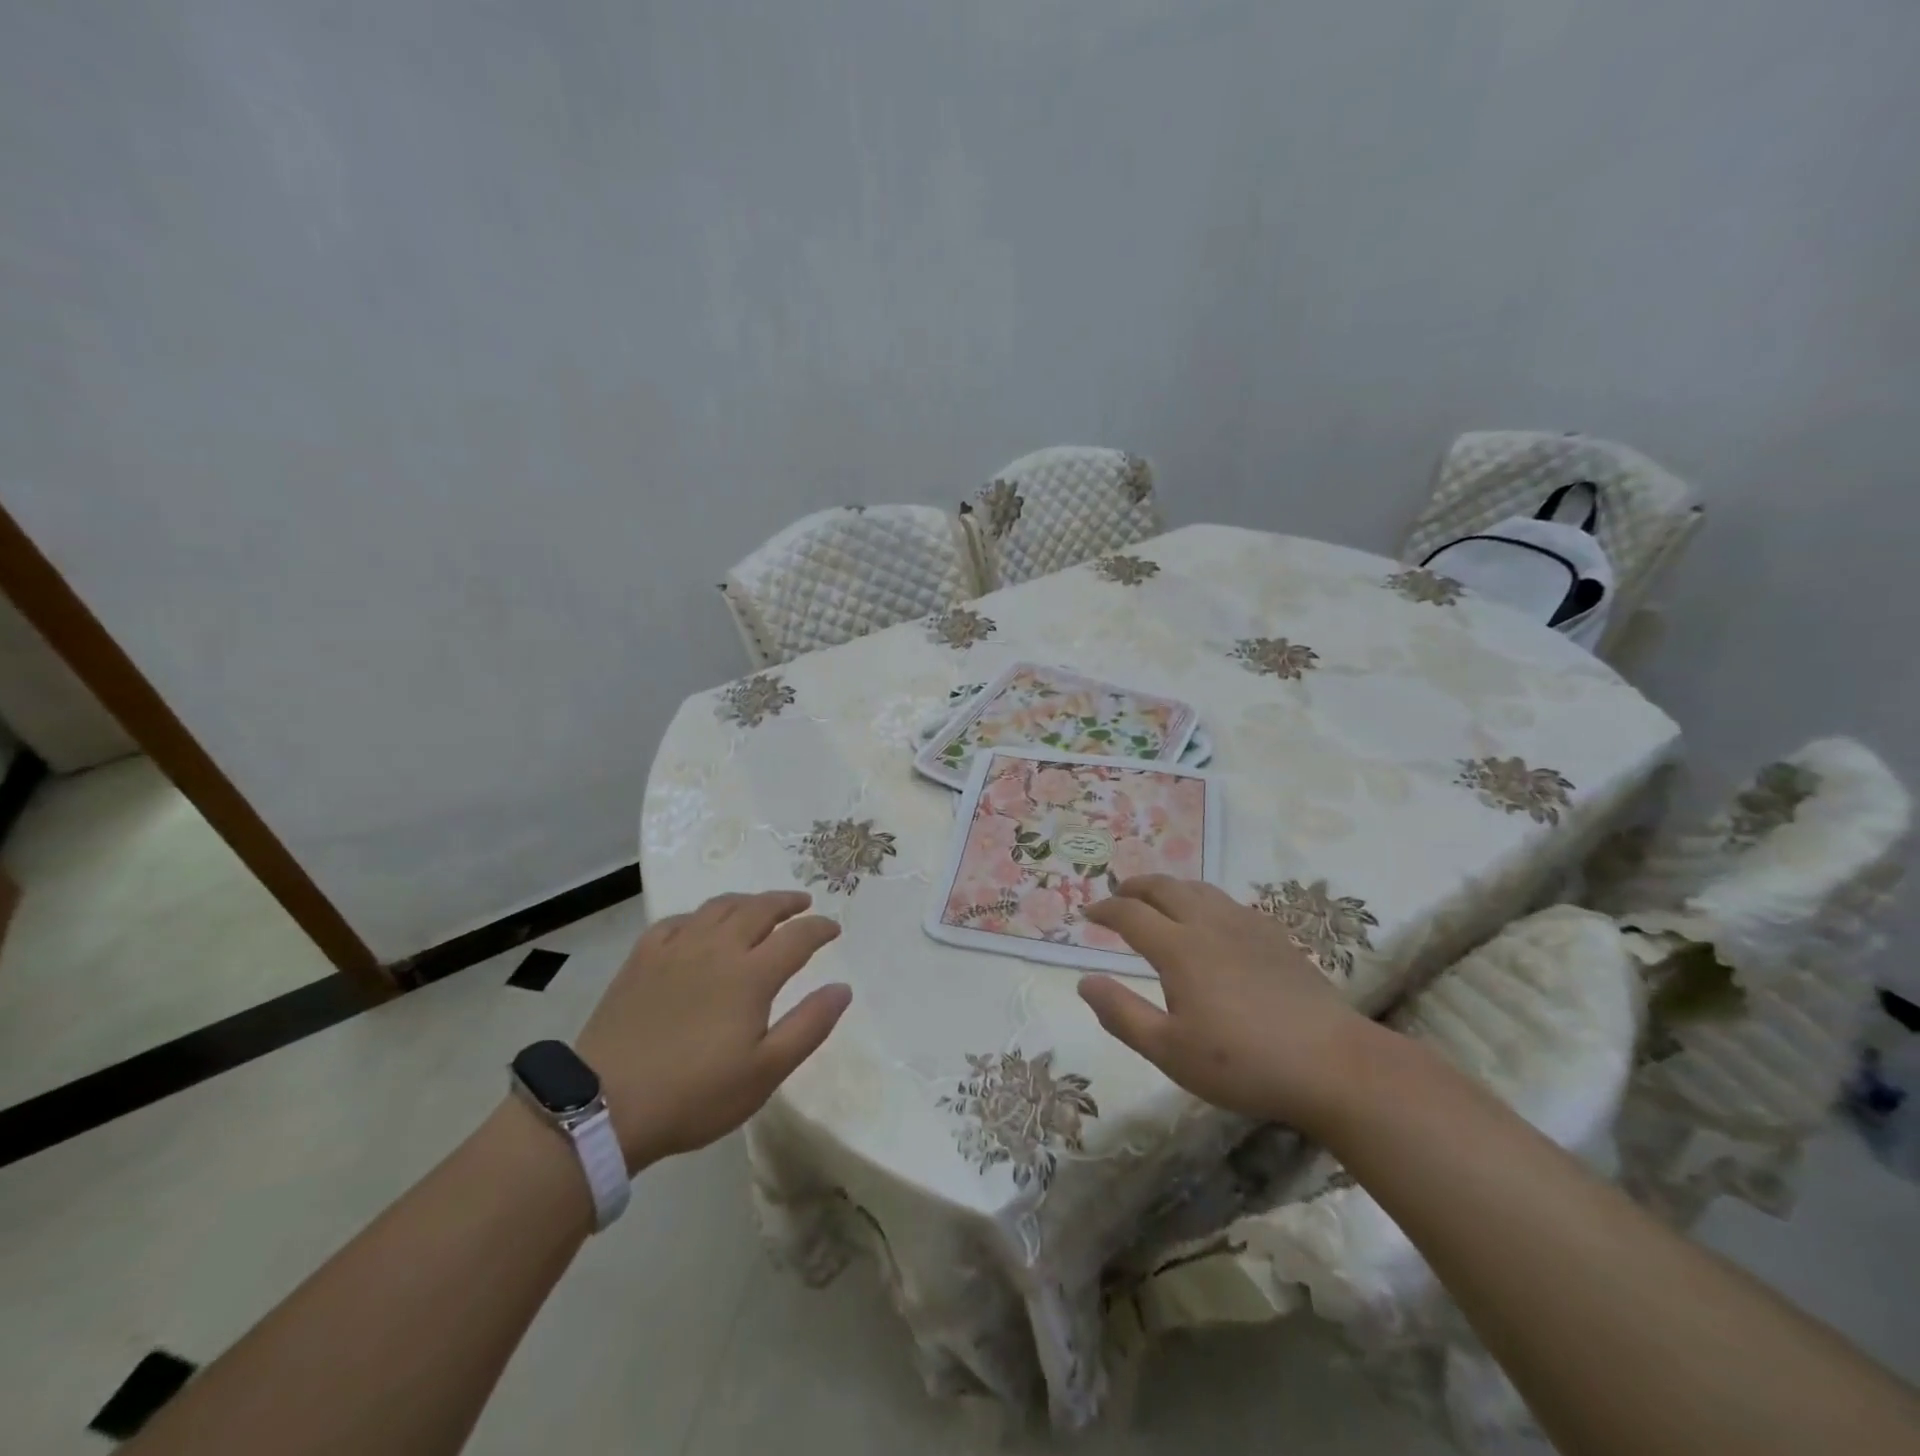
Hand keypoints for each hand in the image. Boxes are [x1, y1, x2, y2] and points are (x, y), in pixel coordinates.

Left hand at [575, 892, 850, 1170]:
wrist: (604, 1106)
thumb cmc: (694, 1095)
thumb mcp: (765, 1072)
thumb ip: (809, 1026)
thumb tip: (842, 988)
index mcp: (751, 974)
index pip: (797, 937)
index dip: (820, 929)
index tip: (833, 928)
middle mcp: (717, 948)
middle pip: (759, 909)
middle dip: (786, 902)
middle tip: (802, 903)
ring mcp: (676, 949)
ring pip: (718, 907)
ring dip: (747, 901)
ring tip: (759, 906)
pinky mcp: (642, 959)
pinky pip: (676, 921)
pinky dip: (698, 916)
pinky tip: (699, 926)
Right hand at [1079, 876, 1385, 1134]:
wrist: (1333, 1065)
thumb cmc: (1243, 1063)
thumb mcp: (1170, 1051)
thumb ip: (1122, 1014)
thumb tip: (1085, 982)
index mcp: (1179, 949)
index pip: (1131, 915)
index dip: (1105, 910)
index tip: (1088, 913)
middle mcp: (1209, 924)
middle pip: (1164, 888)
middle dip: (1135, 887)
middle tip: (1118, 895)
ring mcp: (1246, 926)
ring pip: (1199, 889)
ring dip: (1169, 887)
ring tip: (1158, 899)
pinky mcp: (1276, 937)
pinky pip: (1229, 902)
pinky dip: (1204, 900)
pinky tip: (1211, 920)